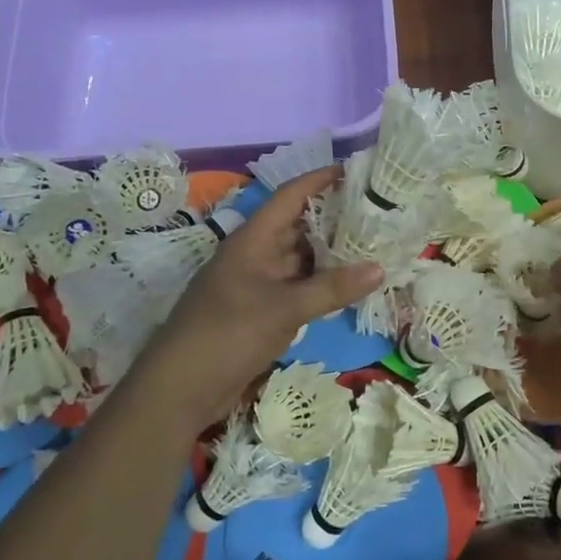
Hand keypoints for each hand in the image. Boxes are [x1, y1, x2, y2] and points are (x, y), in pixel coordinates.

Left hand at [132, 167, 382, 431]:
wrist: (180, 389)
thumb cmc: (228, 333)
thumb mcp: (284, 308)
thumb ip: (332, 288)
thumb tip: (380, 268)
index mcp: (253, 239)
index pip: (290, 195)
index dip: (319, 179)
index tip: (354, 170)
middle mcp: (255, 255)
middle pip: (298, 225)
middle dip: (333, 217)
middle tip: (376, 211)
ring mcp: (257, 284)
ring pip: (300, 258)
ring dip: (330, 252)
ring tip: (372, 243)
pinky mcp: (261, 311)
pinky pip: (297, 287)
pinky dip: (322, 283)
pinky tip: (349, 284)